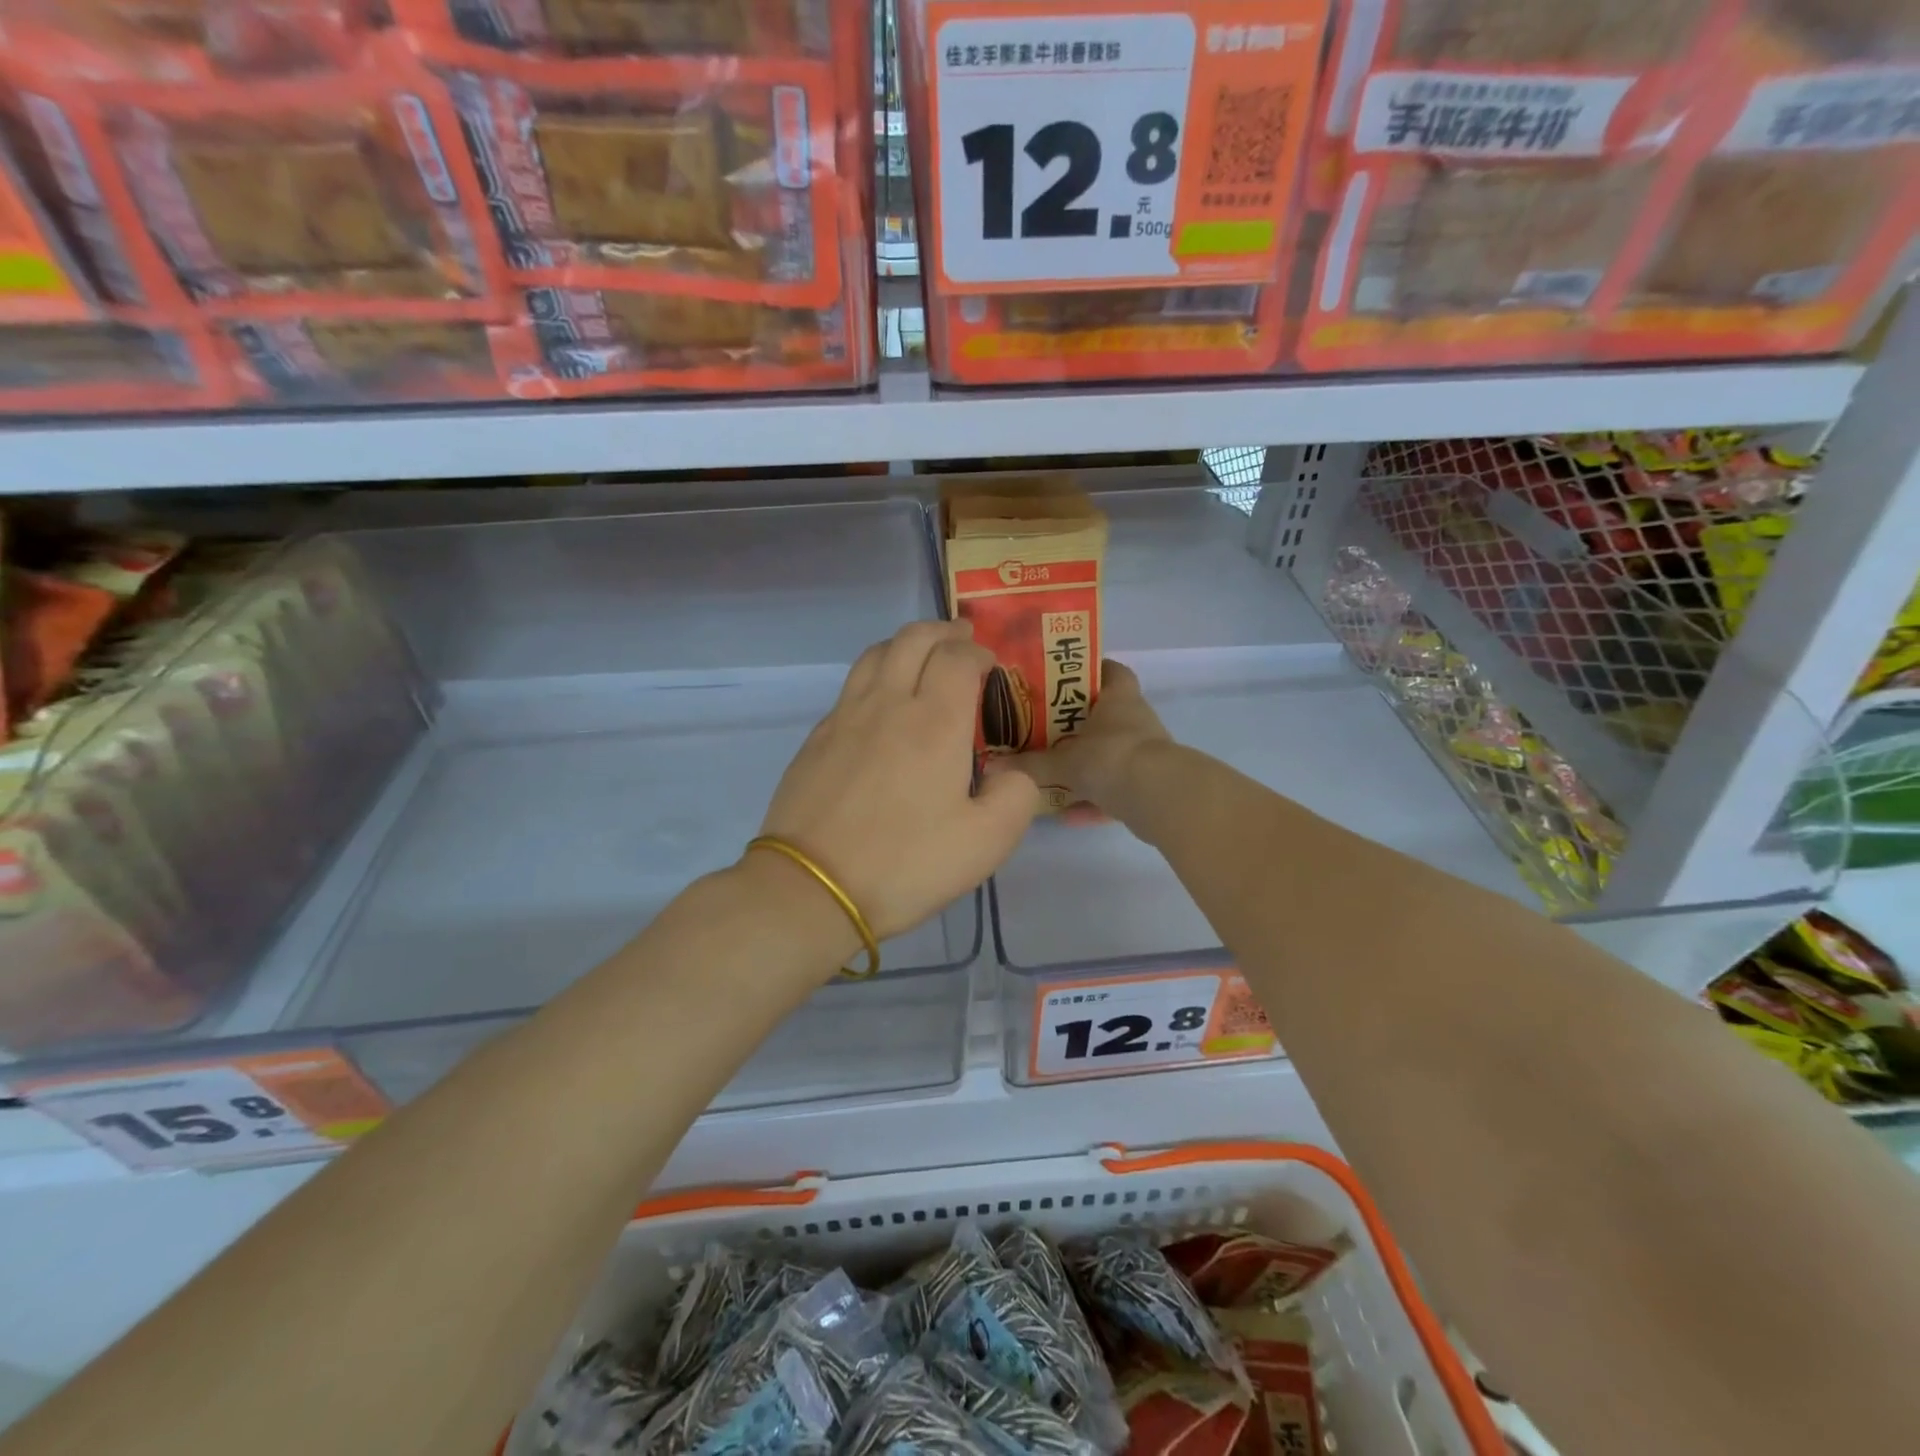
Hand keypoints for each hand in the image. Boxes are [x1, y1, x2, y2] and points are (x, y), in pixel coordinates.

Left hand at [755, 620, 1040, 943]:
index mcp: (935, 722)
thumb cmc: (905, 864)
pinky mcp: (817, 738)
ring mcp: (846, 717)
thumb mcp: (986, 843)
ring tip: (922, 657)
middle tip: (962, 640)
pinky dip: (876, 676)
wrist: (812, 887)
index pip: (958, 657)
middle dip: (944, 631)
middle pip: (914, 638)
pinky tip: (881, 705)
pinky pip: (851, 687)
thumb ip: (1016, 797)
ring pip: (876, 654)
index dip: (979, 653)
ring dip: (905, 644)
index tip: (991, 666)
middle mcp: (889, 704)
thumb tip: (1010, 773)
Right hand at [988, 660, 1171, 817]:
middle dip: (1077, 725)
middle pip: (1105, 715)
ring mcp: (1144, 753)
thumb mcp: (1064, 762)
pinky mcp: (1149, 784)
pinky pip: (1115, 788)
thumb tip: (992, 765)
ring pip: (1110, 754)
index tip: (1062, 679)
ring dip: (1086, 765)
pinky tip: (1068, 815)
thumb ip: (1030, 765)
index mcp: (1119, 699)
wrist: (1159, 798)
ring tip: (1052, 774)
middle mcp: (1135, 720)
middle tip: (1044, 730)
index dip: (1089, 671)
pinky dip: (1094, 799)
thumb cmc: (1111, 758)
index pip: (1110, 671)